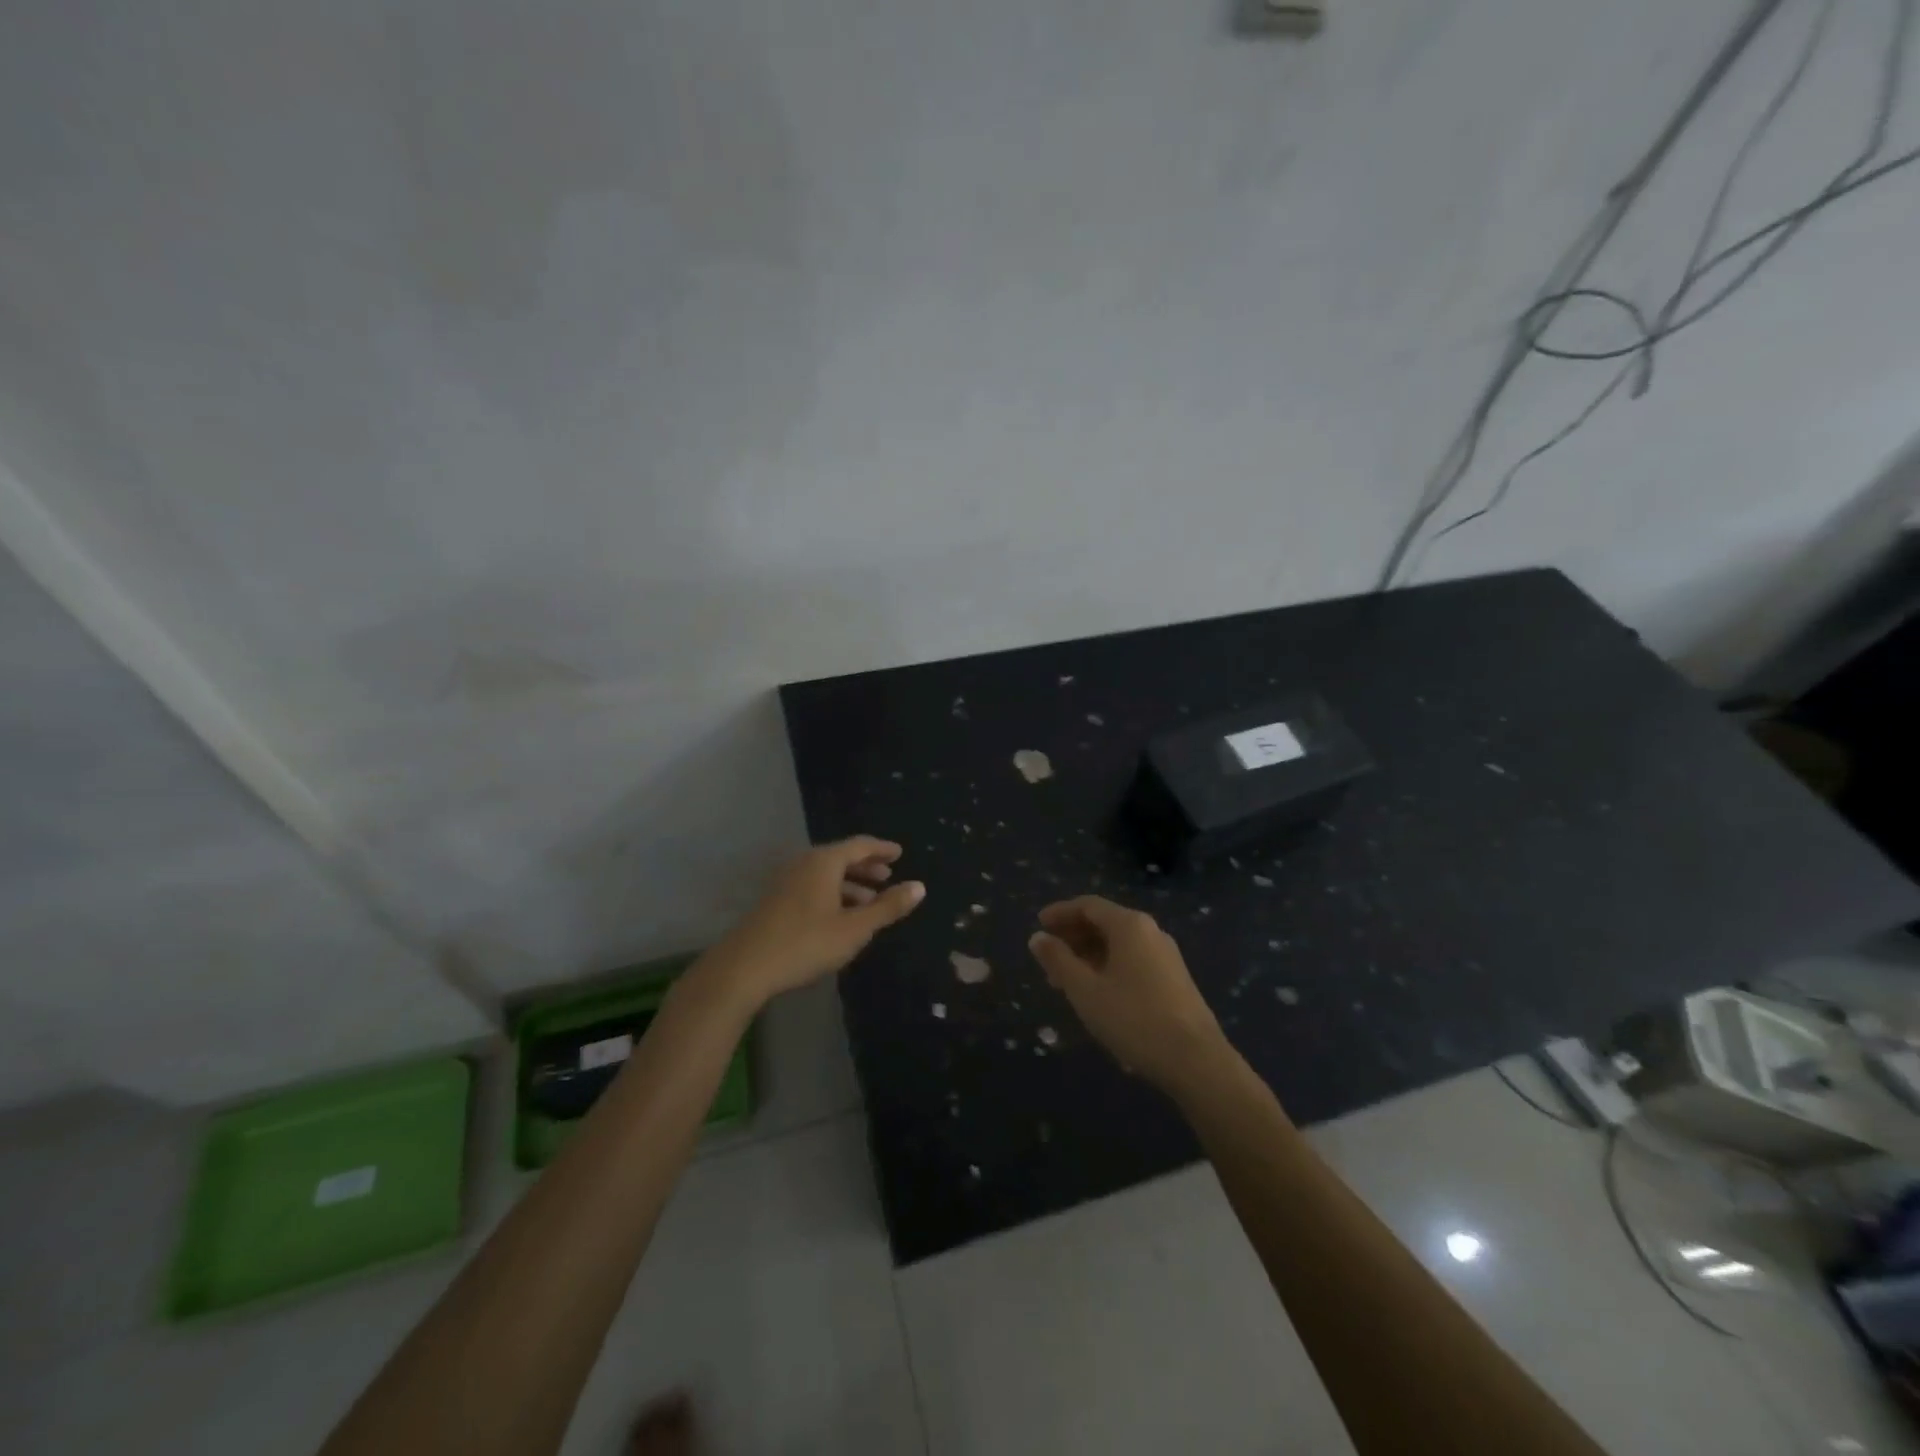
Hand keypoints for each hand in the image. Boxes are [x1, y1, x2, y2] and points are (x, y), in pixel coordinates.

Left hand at [704, 837, 924, 1007]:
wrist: (744, 967)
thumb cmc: (806, 943)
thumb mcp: (855, 928)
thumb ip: (888, 907)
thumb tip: (919, 887)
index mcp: (824, 862)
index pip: (860, 845)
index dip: (882, 849)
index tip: (899, 853)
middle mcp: (804, 863)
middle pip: (841, 857)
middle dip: (866, 867)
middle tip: (888, 877)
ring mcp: (786, 881)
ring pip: (826, 874)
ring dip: (850, 884)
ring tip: (869, 901)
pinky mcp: (775, 900)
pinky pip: (813, 886)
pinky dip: (833, 893)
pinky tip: (840, 916)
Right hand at [1028, 896, 1228, 1092]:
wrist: (1196, 1060)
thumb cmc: (1133, 1018)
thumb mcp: (1085, 990)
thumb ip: (1058, 960)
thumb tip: (1038, 938)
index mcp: (1129, 925)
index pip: (1088, 906)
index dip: (1060, 913)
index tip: (1038, 924)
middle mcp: (1150, 931)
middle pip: (1105, 922)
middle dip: (1073, 936)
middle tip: (1048, 956)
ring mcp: (1166, 955)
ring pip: (1119, 944)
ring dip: (1089, 955)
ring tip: (1065, 980)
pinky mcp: (1174, 979)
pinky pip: (1133, 960)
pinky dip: (1108, 966)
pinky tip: (1096, 993)